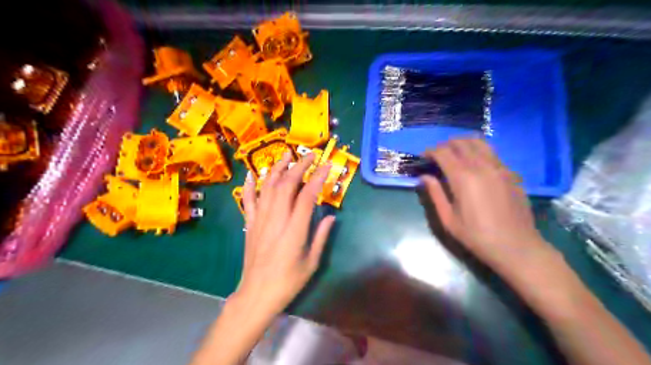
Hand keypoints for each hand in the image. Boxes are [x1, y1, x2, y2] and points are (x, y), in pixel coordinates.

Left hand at [236, 151, 334, 315]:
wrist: (256, 294)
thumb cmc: (288, 282)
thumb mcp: (312, 262)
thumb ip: (321, 236)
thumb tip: (332, 217)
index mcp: (294, 230)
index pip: (307, 196)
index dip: (318, 178)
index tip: (327, 165)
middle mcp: (276, 220)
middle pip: (286, 185)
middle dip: (298, 167)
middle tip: (309, 157)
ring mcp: (259, 220)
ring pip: (267, 187)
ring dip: (277, 169)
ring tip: (286, 155)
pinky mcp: (249, 224)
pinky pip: (247, 200)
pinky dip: (249, 185)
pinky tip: (251, 173)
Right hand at [423, 139, 553, 273]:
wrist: (516, 247)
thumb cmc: (476, 236)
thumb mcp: (448, 219)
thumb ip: (435, 193)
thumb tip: (424, 176)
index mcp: (463, 178)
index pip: (443, 152)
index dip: (430, 152)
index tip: (423, 158)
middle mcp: (482, 166)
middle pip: (460, 142)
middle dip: (445, 145)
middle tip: (437, 157)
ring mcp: (499, 167)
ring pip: (478, 142)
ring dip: (462, 144)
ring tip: (455, 154)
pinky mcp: (510, 172)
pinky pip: (491, 153)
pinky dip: (478, 151)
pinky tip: (474, 166)